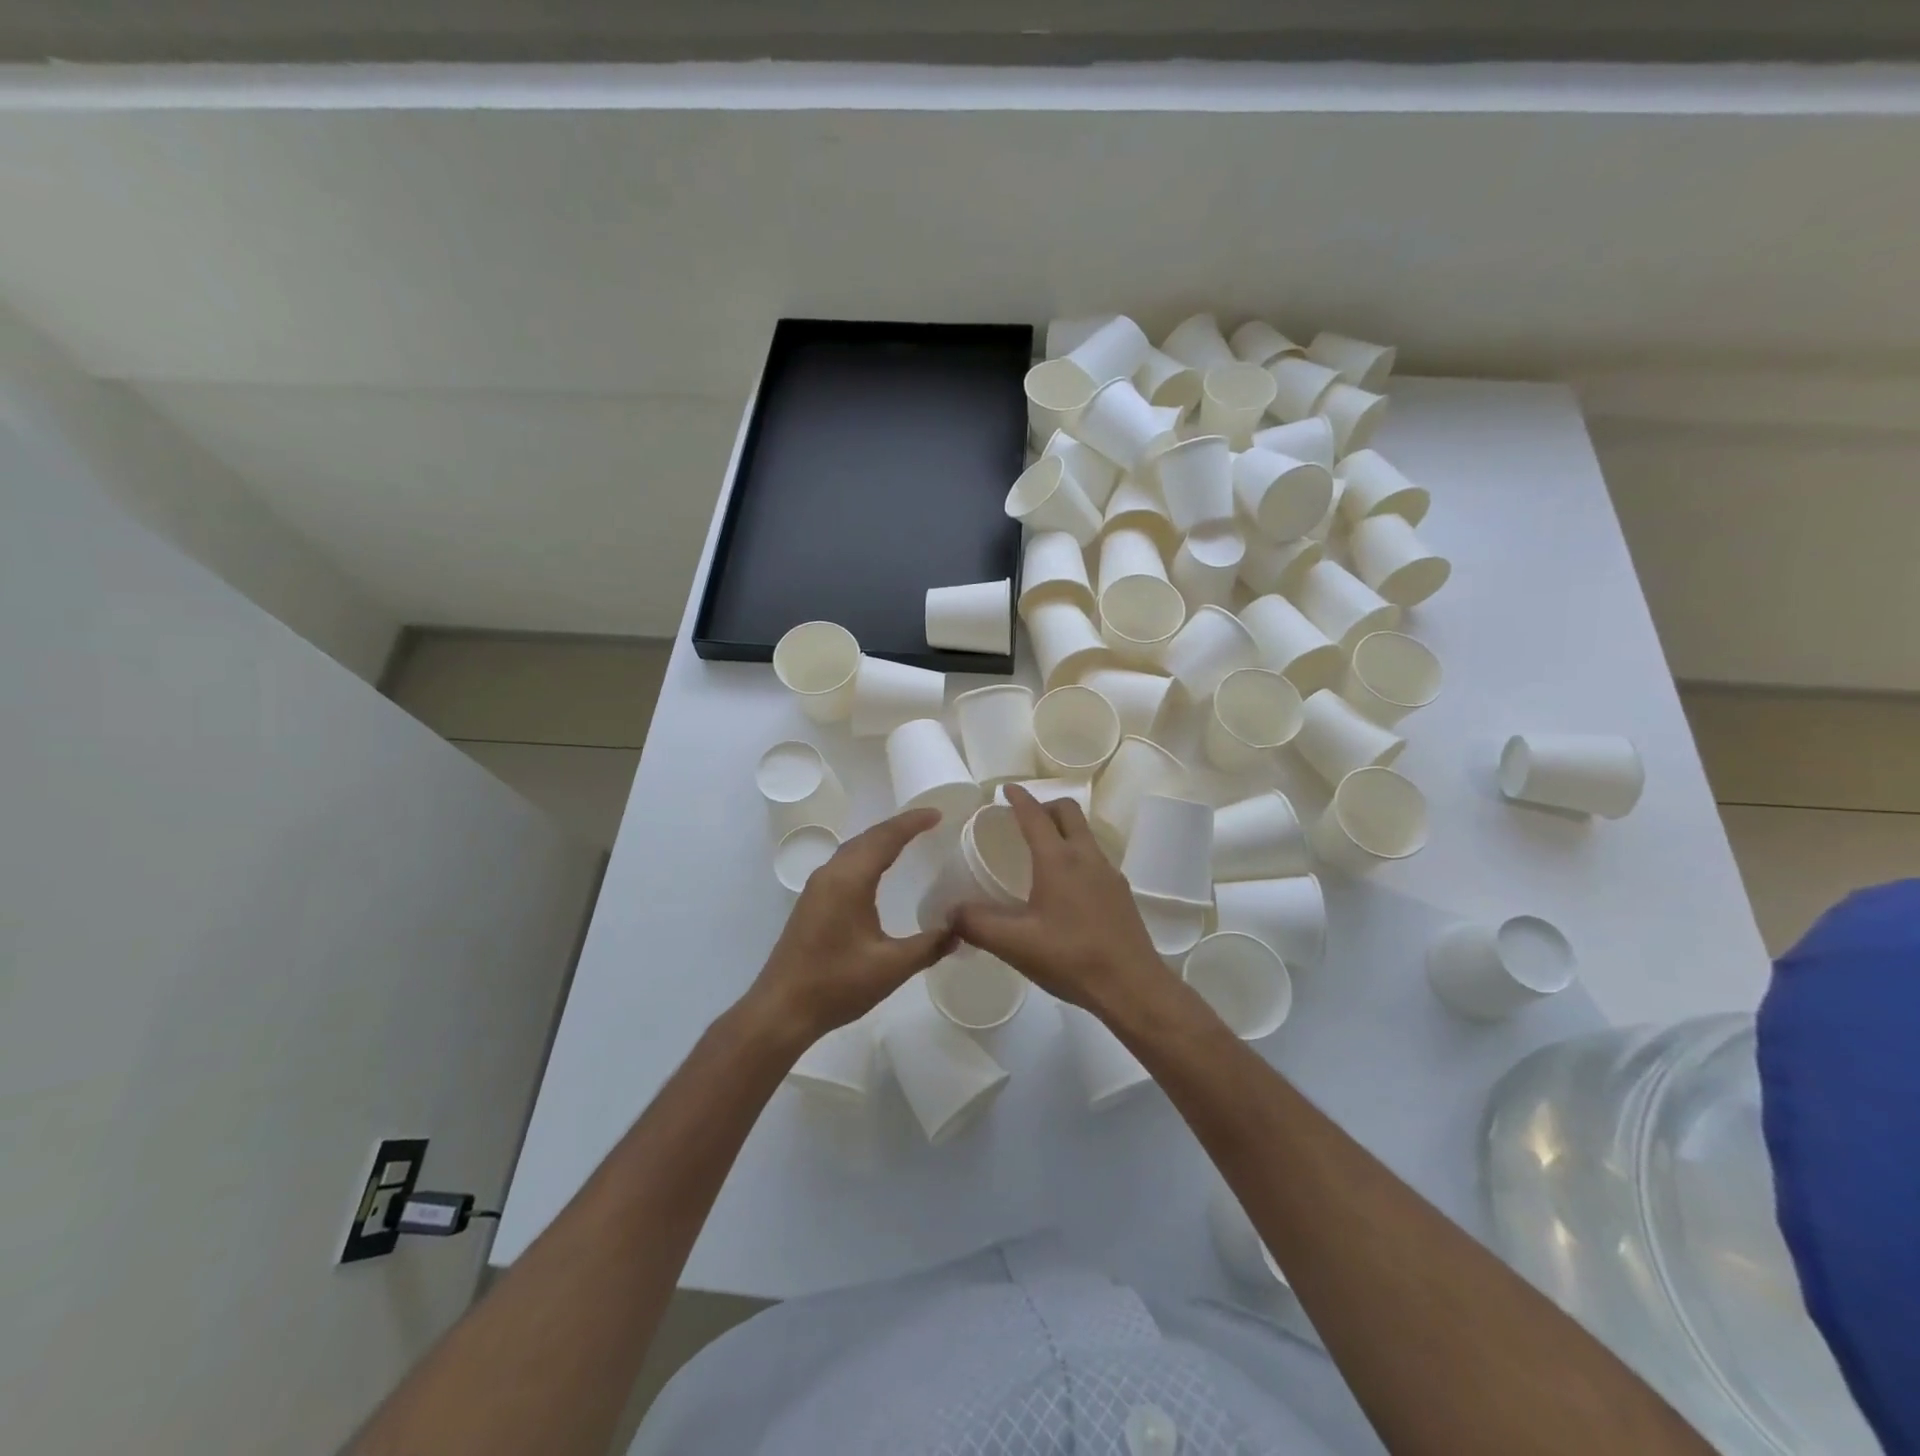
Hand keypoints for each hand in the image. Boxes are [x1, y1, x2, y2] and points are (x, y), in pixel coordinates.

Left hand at [751, 807, 953, 1045]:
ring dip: (880, 840)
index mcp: (849, 880)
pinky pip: (844, 864)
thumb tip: (960, 930)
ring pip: (853, 849)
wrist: (781, 1010)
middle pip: (867, 838)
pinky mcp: (811, 902)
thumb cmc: (837, 985)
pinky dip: (866, 855)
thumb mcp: (892, 967)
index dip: (912, 823)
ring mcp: (817, 887)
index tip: (938, 814)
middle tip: (929, 822)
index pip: (885, 838)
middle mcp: (830, 874)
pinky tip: (877, 871)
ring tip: (908, 840)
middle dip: (898, 826)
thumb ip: (929, 946)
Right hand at [951, 786, 1164, 1013]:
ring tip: (1042, 853)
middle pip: (1069, 812)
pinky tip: (1066, 888)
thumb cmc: (1071, 958)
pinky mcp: (1121, 893)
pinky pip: (1095, 859)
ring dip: (1063, 831)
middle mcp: (1087, 857)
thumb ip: (976, 924)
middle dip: (1045, 806)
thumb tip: (949, 912)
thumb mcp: (1014, 944)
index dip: (1019, 799)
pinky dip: (1077, 855)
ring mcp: (1109, 874)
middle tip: (1024, 819)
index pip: (1035, 816)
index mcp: (1058, 860)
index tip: (1006, 789)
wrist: (1133, 987)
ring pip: (1085, 835)